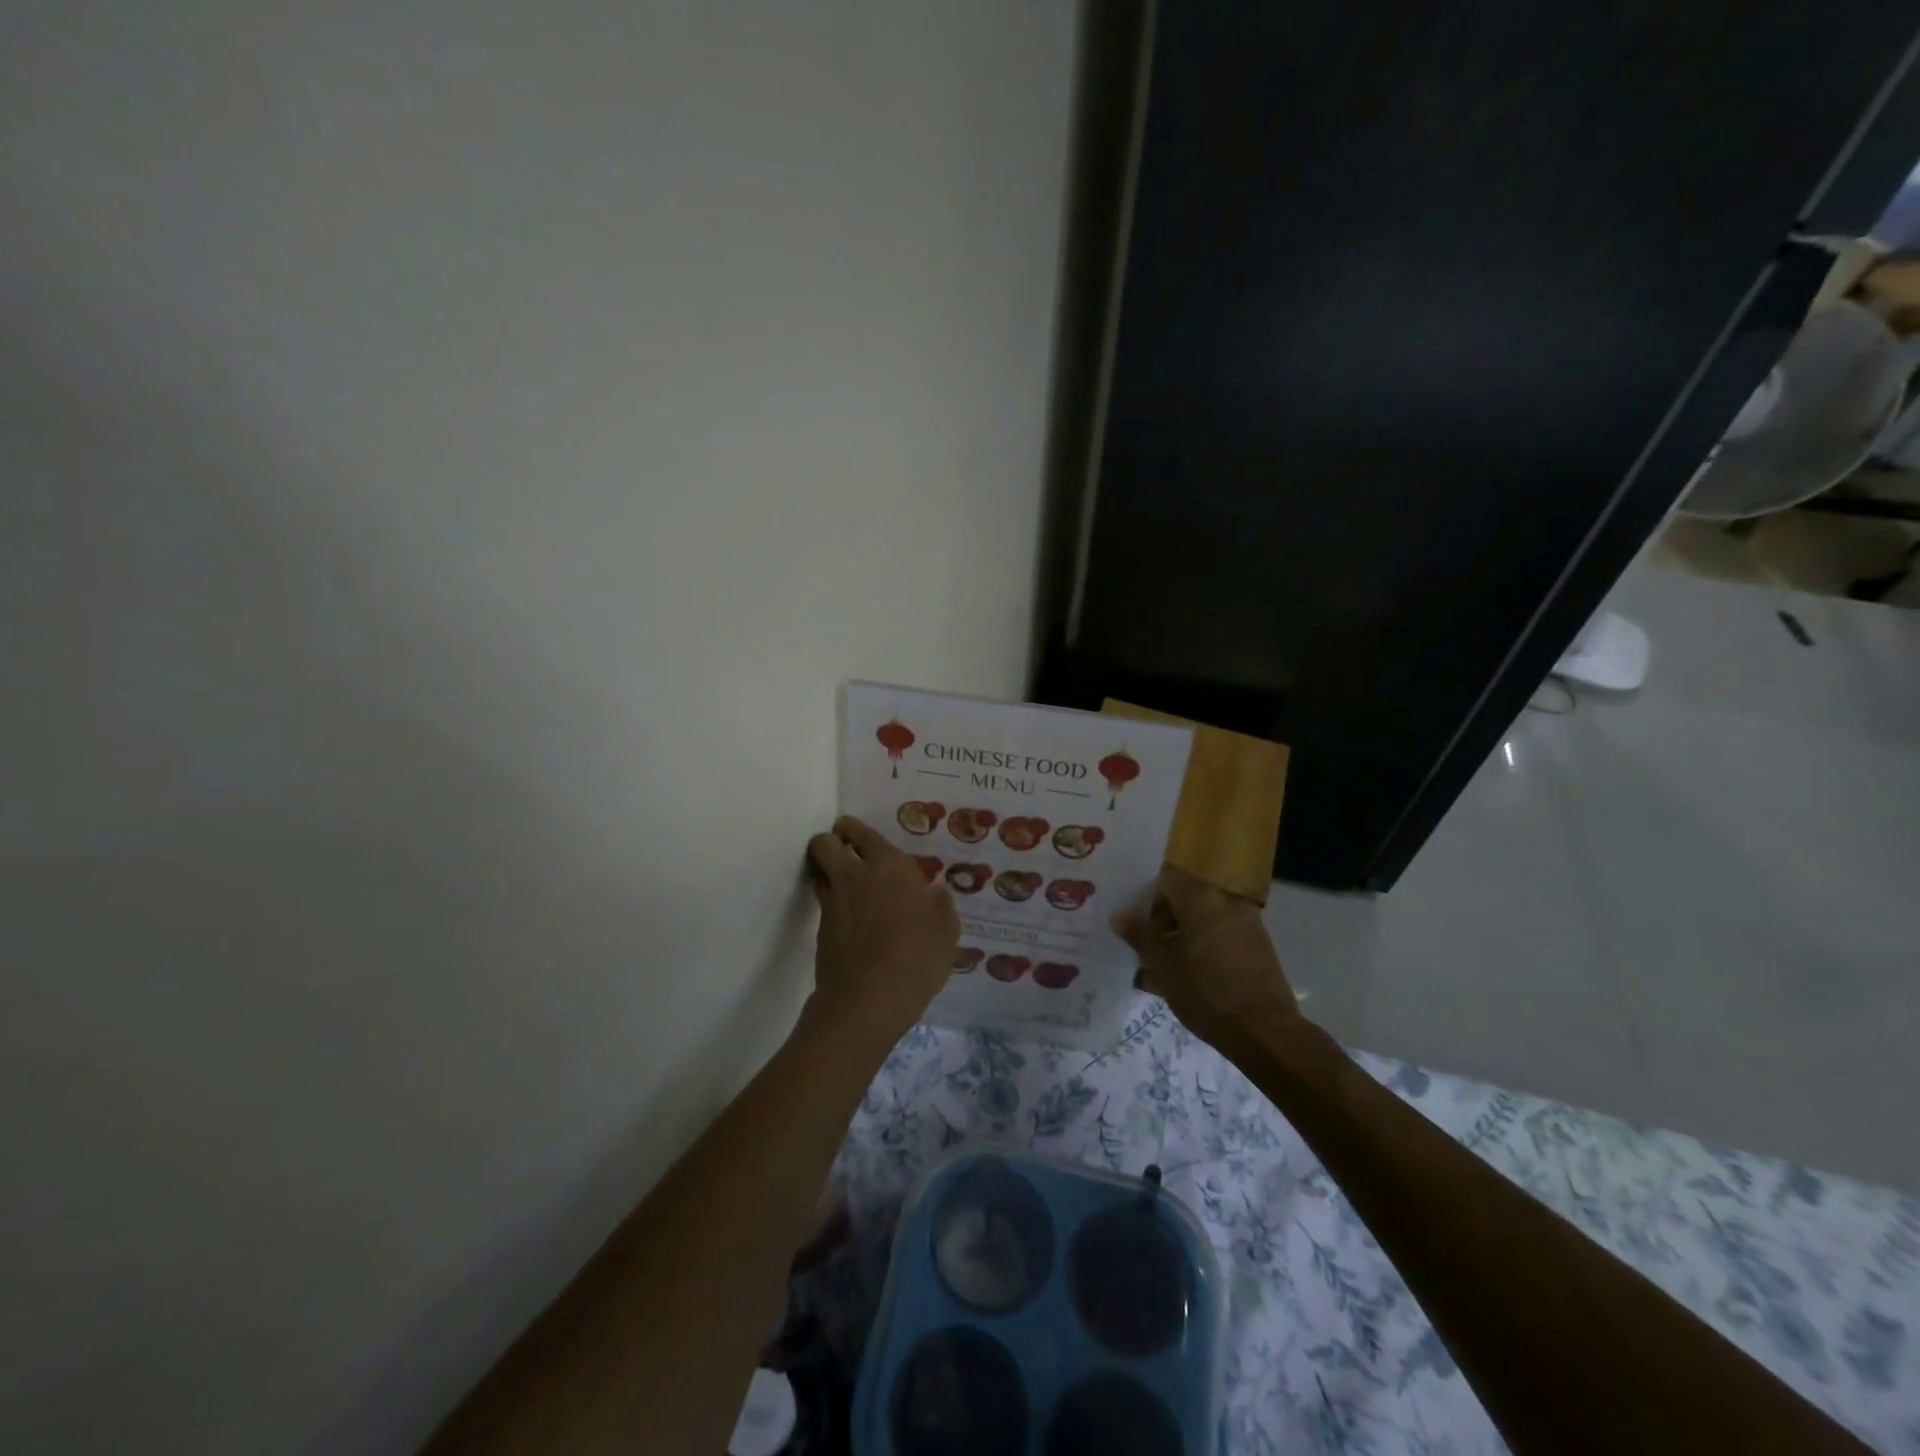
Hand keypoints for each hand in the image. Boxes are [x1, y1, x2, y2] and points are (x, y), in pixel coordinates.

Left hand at [805, 815, 959, 1048]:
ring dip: (825, 869)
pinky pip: (823, 902)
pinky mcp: (821, 929)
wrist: (871, 998)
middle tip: (843, 849)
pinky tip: (849, 917)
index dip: (854, 830)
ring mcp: (833, 901)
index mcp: (890, 866)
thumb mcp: (946, 929)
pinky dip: (831, 902)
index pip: (863, 833)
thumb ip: (938, 904)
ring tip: (842, 880)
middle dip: (830, 841)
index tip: (855, 832)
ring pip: (818, 870)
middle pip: (825, 843)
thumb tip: (931, 894)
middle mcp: (856, 874)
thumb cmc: (918, 956)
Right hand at [1115, 865, 1303, 1051]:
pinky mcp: (1259, 946)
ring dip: (1183, 934)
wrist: (1264, 1031)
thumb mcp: (1161, 964)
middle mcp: (1226, 901)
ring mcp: (1247, 923)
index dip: (1145, 895)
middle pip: (1186, 897)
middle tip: (1145, 945)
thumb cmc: (1204, 990)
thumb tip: (1119, 915)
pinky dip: (1205, 946)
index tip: (1133, 919)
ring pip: (1204, 918)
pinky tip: (1193, 975)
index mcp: (1201, 897)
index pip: (1165, 878)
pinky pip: (1222, 935)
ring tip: (1166, 965)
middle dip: (1163, 918)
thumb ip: (1139, 934)